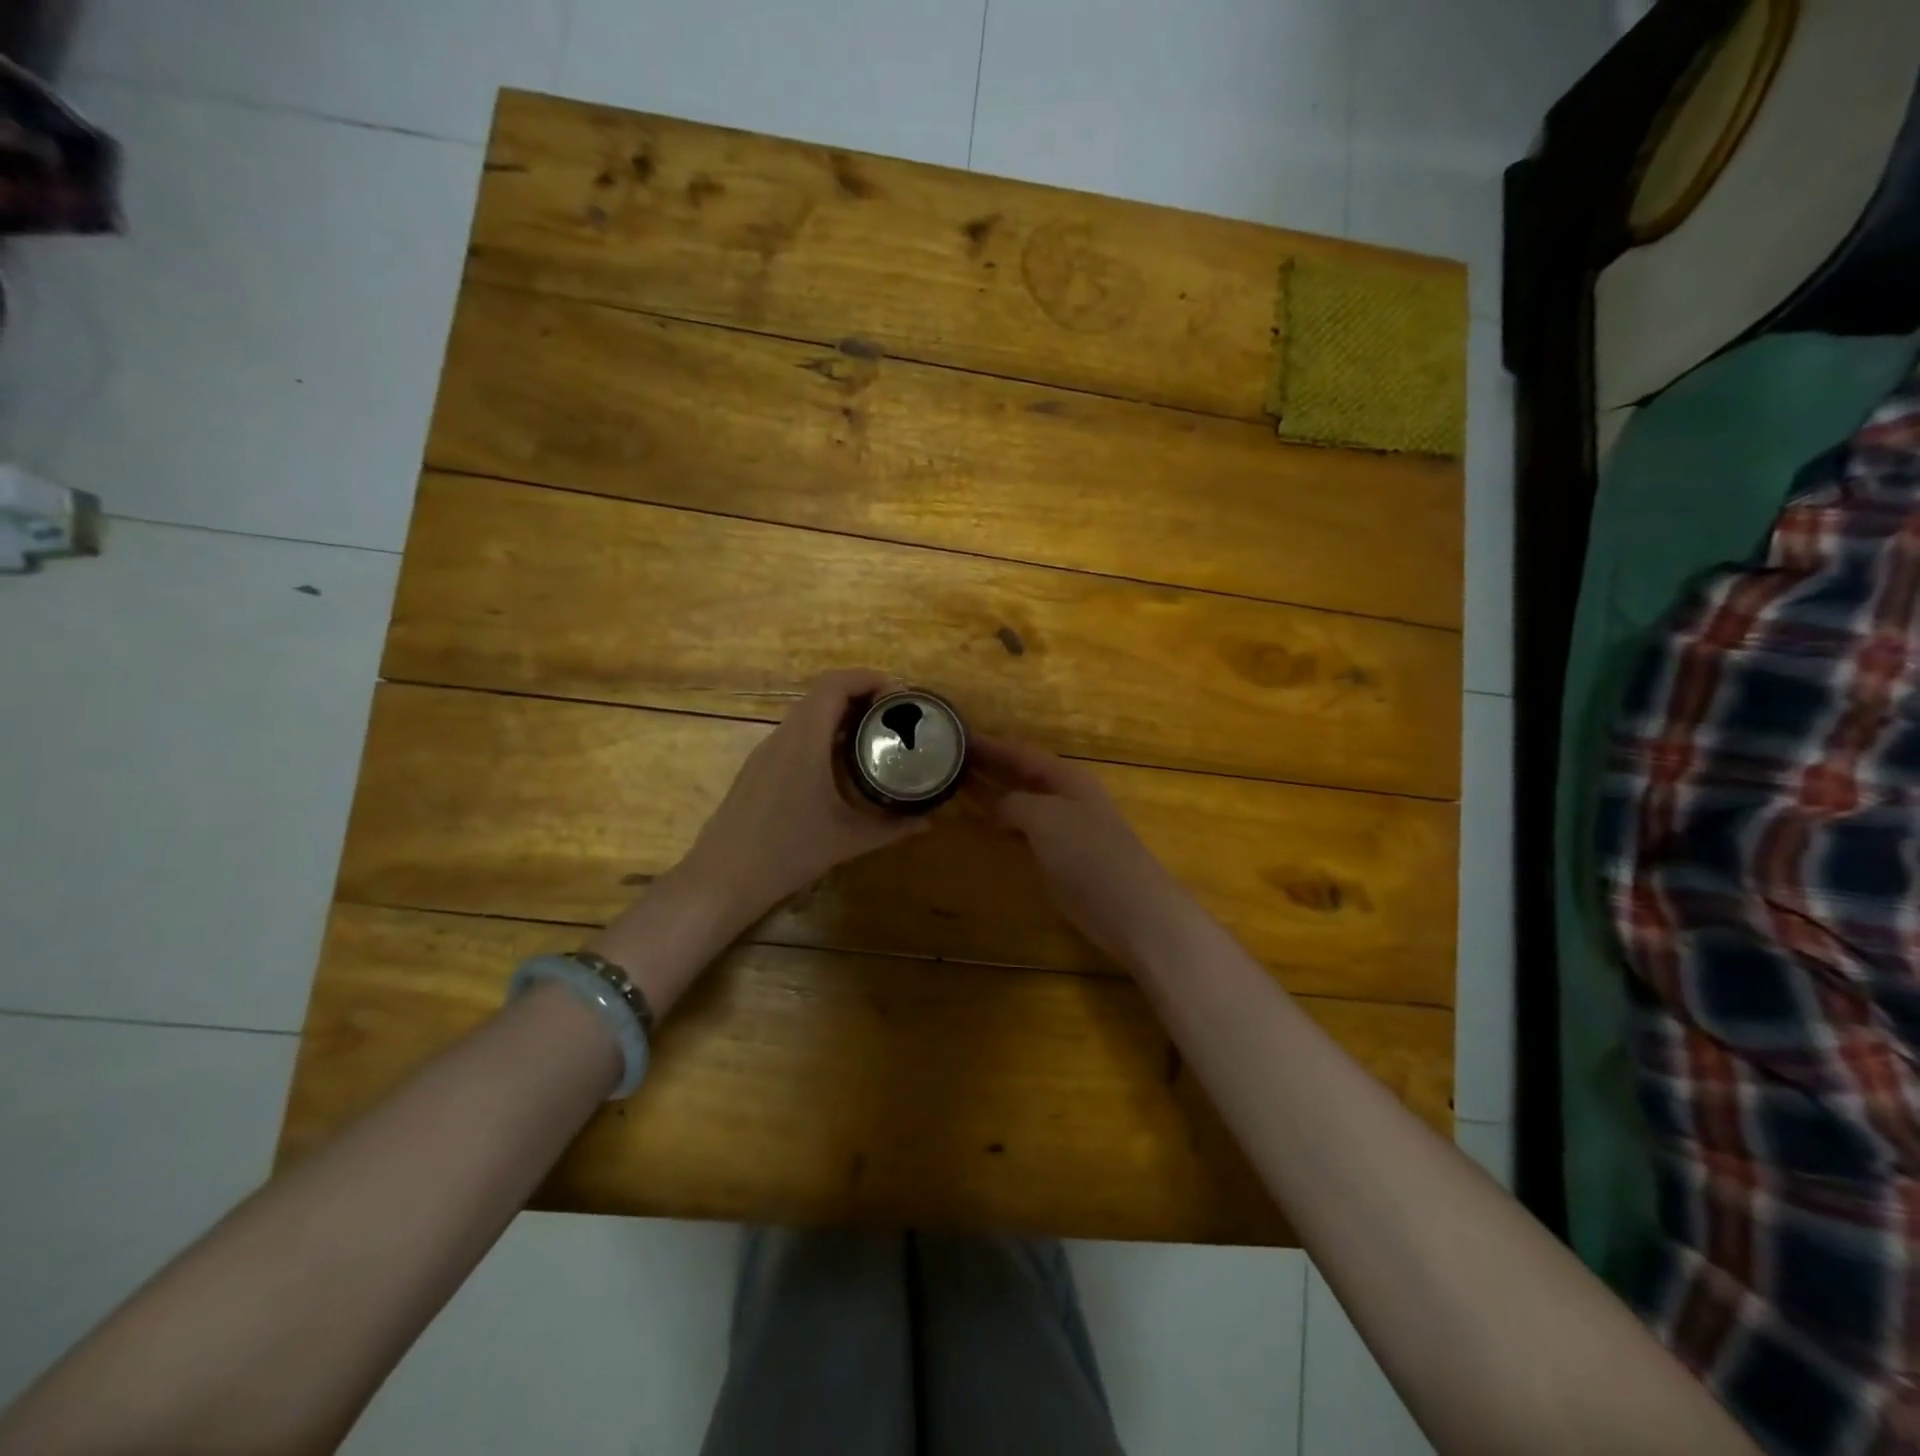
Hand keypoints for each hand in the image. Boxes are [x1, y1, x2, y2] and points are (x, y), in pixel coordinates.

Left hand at [676, 668, 930, 926]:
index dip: (868, 678)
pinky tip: (842, 759)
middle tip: (896, 713)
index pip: (834, 686)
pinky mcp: (759, 767)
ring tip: (875, 731)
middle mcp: (783, 736)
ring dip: (841, 712)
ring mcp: (767, 751)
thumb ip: (891, 829)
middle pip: (822, 693)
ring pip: (807, 713)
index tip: (900, 695)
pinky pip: (796, 733)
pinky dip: (824, 731)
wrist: (723, 878)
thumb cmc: (787, 854)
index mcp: (805, 742)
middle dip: (861, 693)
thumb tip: (929, 821)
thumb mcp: (847, 841)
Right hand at [969, 735, 1191, 967]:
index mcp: (1065, 777)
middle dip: (987, 765)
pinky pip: (1023, 830)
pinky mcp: (1060, 857)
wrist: (1130, 909)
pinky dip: (1001, 823)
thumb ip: (1014, 804)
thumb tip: (996, 809)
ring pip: (1020, 802)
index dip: (988, 744)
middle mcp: (1064, 796)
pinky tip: (982, 824)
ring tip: (954, 785)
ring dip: (991, 793)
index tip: (955, 735)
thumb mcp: (1044, 817)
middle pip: (1020, 774)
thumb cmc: (1088, 854)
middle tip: (946, 759)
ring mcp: (1063, 828)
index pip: (1020, 752)